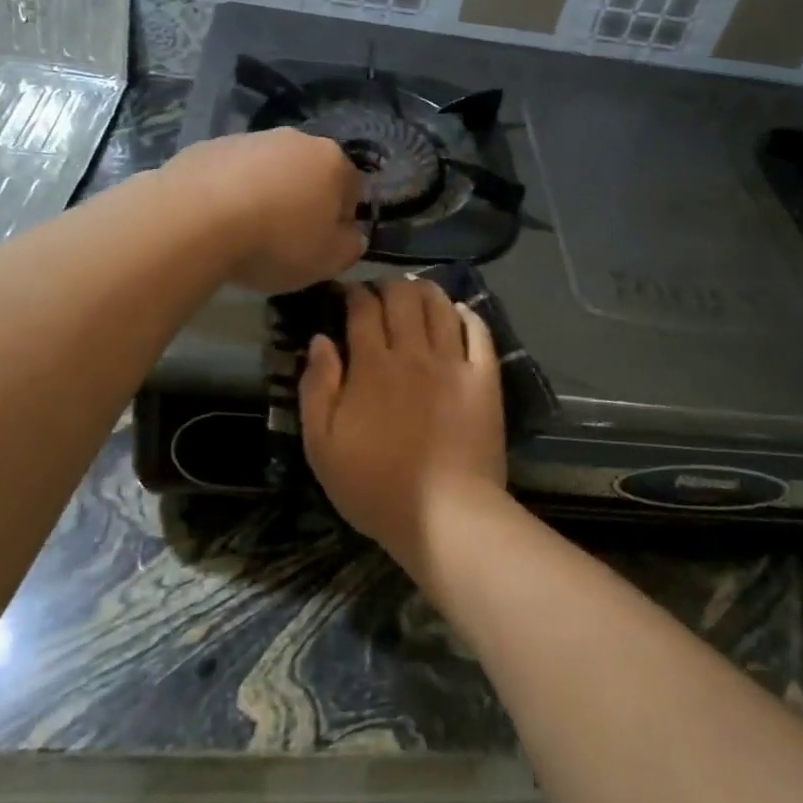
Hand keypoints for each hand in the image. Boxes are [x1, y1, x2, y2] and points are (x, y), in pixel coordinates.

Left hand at [161, 128, 366, 293]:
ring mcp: (248, 138)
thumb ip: (350, 246)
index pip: (352, 189)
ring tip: (246, 232)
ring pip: (268, 170)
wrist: (195, 220)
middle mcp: (294, 139)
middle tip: (286, 239)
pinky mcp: (208, 147)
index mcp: (332, 161)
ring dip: (265, 194)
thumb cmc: (276, 241)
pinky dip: (229, 192)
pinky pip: (230, 173)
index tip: (323, 245)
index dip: (341, 220)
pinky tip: (216, 221)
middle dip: (302, 201)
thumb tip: (350, 235)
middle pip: (309, 173)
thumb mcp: (328, 260)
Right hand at [299, 279, 508, 567]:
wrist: (446, 516)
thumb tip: (320, 340)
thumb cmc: (375, 486)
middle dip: (388, 285)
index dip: (354, 292)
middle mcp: (413, 353)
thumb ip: (317, 387)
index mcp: (372, 366)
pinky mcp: (485, 379)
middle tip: (380, 293)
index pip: (363, 308)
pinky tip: (458, 312)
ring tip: (416, 293)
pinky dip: (467, 314)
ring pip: (440, 306)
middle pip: (403, 297)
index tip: (348, 293)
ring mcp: (453, 364)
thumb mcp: (322, 446)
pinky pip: (479, 332)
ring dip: (425, 291)